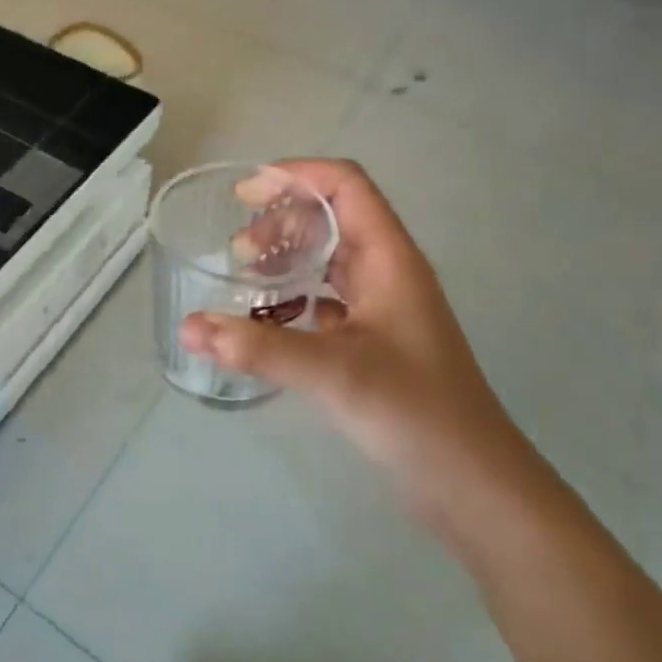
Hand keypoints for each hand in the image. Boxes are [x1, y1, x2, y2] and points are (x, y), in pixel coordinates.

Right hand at [177, 159, 526, 527]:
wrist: (473, 486)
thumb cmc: (415, 414)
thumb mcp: (334, 373)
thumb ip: (259, 348)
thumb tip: (188, 328)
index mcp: (390, 259)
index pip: (345, 185)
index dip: (296, 176)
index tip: (244, 195)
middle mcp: (389, 273)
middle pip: (333, 217)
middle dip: (282, 220)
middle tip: (238, 251)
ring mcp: (384, 308)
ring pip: (330, 259)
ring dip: (288, 257)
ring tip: (246, 278)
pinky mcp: (376, 341)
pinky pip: (328, 298)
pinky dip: (295, 297)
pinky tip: (269, 321)